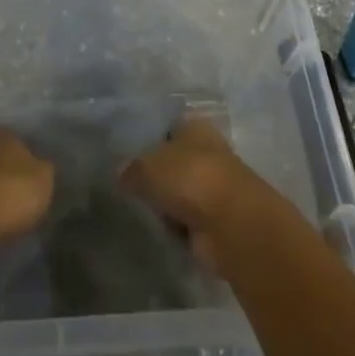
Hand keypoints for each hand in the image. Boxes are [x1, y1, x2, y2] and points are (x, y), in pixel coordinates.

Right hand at [120, 116, 271, 271]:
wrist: (232, 225)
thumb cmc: (190, 179)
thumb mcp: (147, 166)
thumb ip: (132, 168)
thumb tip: (122, 174)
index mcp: (196, 127)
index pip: (170, 126)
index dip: (151, 137)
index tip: (127, 153)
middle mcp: (208, 153)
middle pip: (175, 160)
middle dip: (156, 173)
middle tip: (127, 184)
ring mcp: (214, 188)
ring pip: (181, 191)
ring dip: (166, 202)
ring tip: (139, 208)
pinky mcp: (216, 221)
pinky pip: (187, 219)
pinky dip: (176, 226)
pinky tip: (158, 229)